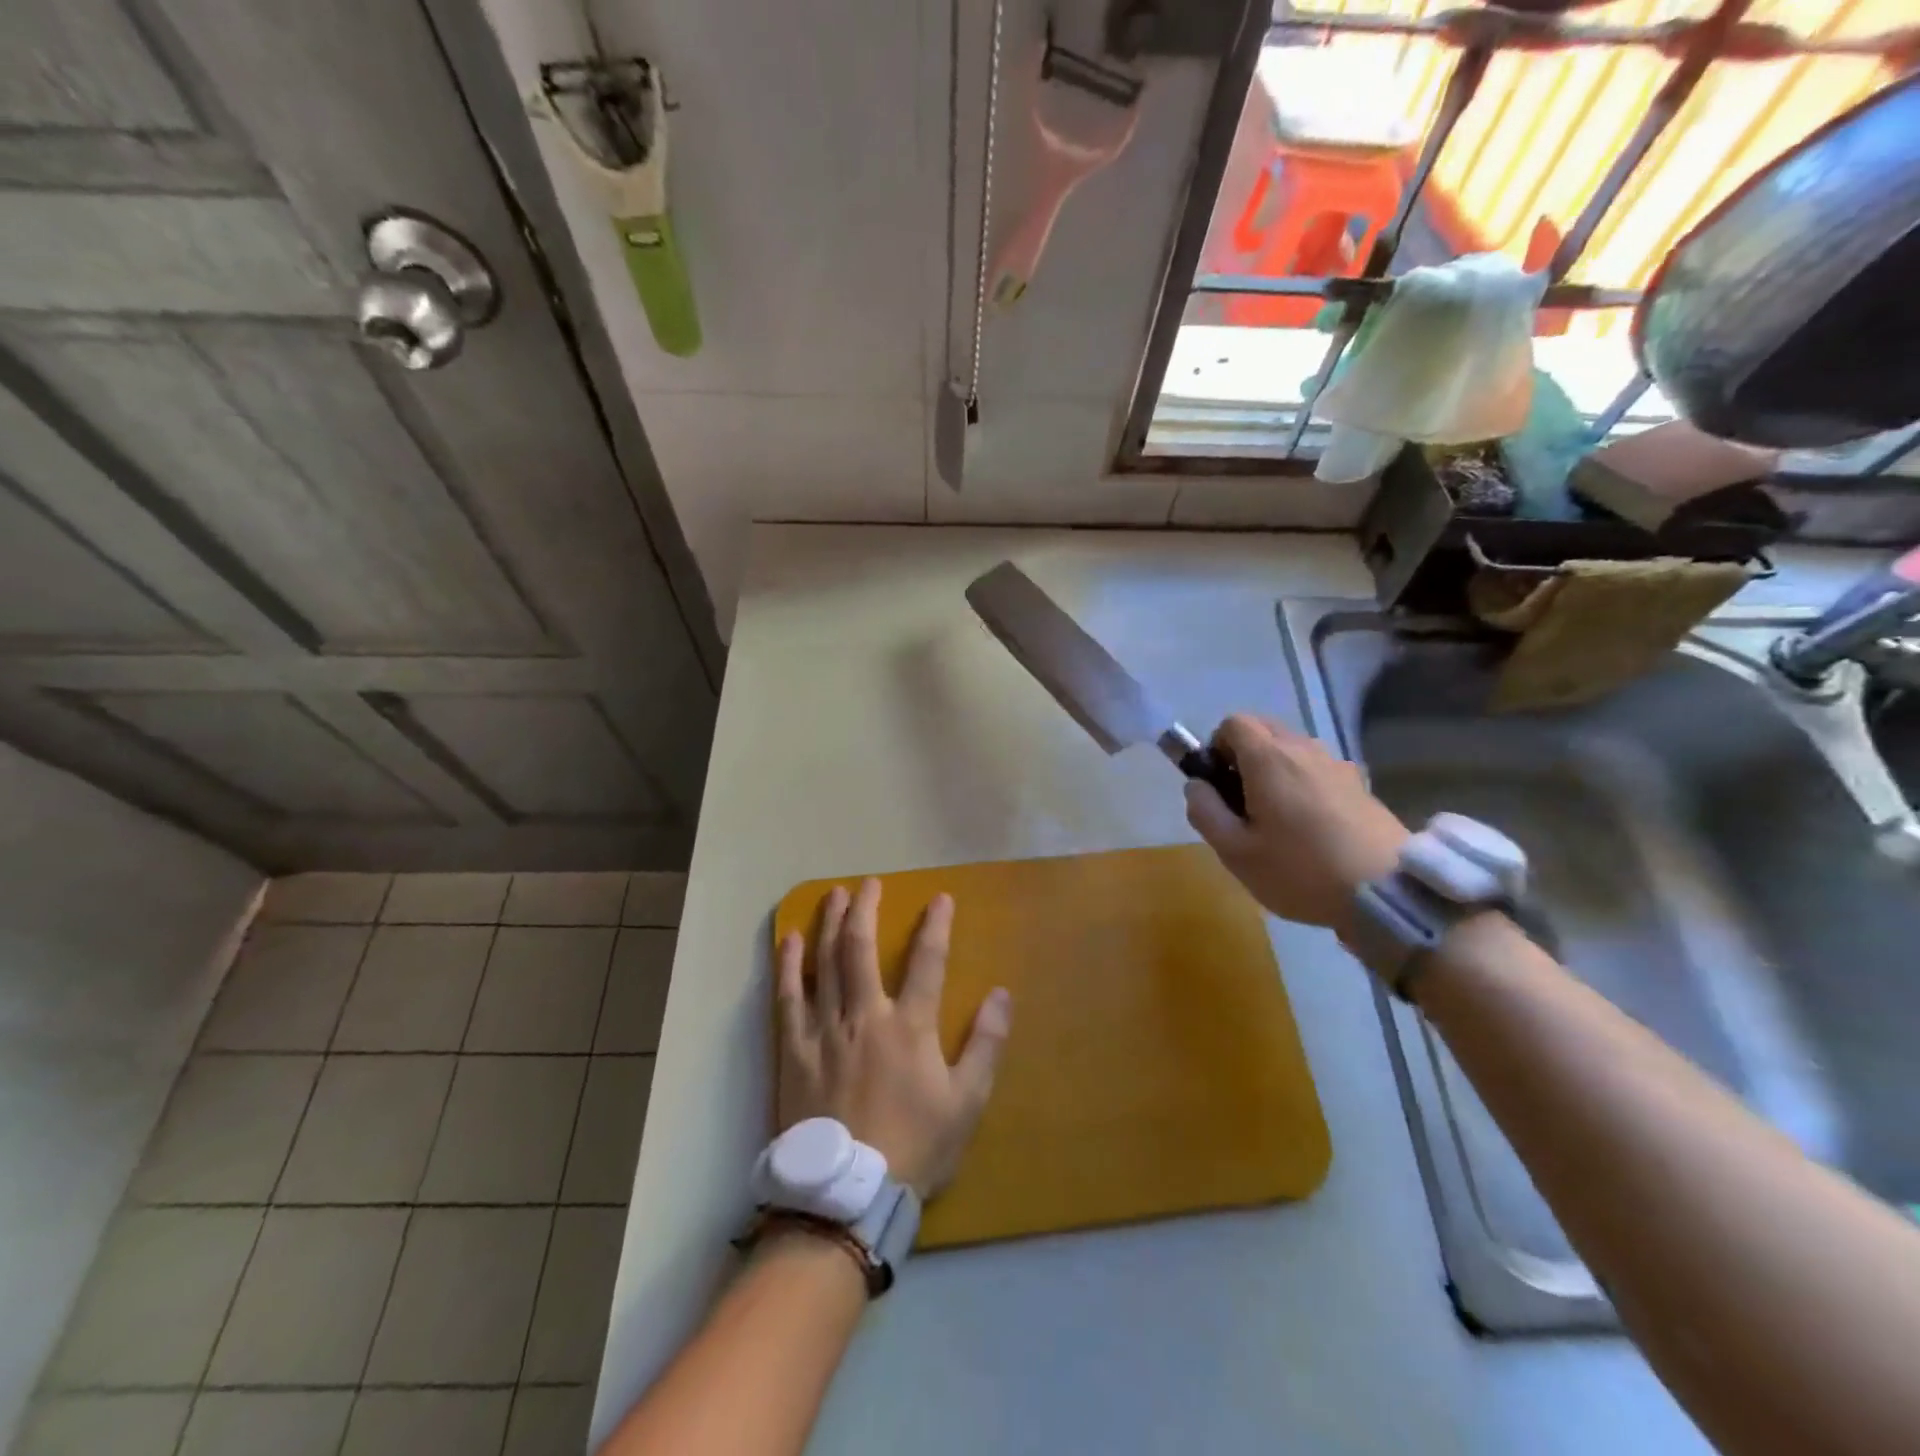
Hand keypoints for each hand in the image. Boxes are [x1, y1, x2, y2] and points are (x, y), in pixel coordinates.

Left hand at [775, 878, 1010, 1199]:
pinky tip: (791, 941)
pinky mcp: (793, 1050)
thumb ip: (986, 1044)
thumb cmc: (915, 1147)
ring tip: (832, 895)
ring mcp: (824, 1030)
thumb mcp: (967, 1102)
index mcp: (909, 1026)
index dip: (936, 925)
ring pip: (824, 963)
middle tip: (868, 882)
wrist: (848, 1196)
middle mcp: (865, 1015)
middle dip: (865, 909)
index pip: (928, 961)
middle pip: (861, 948)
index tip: (940, 898)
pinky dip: (789, 966)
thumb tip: (1002, 993)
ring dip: (829, 924)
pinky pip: (787, 998)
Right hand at [1185, 714, 1408, 939]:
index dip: (1217, 747)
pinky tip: (1312, 828)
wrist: (1387, 892)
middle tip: (1243, 802)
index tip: (1219, 785)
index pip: (1233, 723)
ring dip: (1276, 770)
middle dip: (1244, 756)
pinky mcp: (1360, 785)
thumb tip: (1197, 786)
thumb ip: (1205, 811)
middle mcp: (1304, 749)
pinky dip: (1304, 784)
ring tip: (1278, 819)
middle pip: (1264, 730)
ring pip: (1293, 750)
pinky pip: (1318, 770)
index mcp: (1268, 758)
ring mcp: (1337, 765)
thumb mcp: (1235, 851)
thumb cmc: (1300, 870)